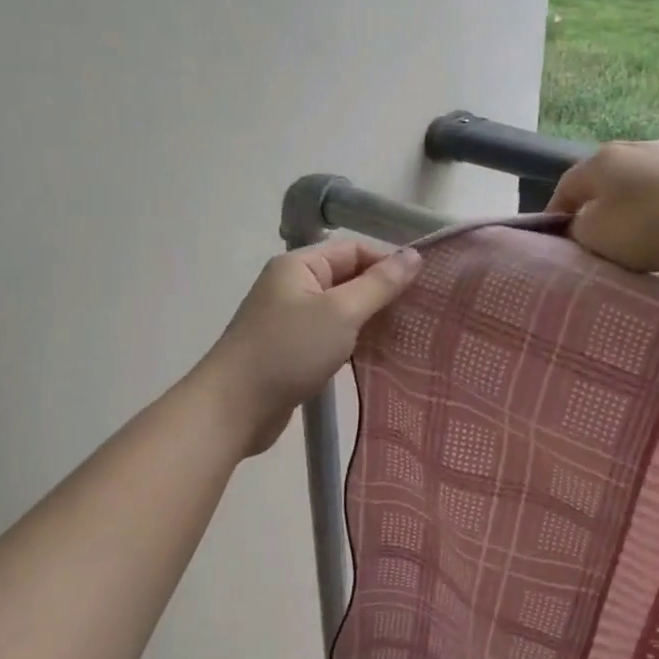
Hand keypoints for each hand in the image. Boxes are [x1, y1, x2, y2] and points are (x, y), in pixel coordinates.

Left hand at [198, 241, 422, 455]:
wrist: (234, 408)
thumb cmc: (288, 351)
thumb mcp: (341, 313)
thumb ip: (379, 284)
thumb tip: (414, 255)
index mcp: (299, 266)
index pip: (354, 250)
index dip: (389, 263)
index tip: (424, 288)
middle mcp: (293, 286)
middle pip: (348, 279)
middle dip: (383, 294)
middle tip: (422, 314)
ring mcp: (291, 320)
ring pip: (341, 311)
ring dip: (371, 322)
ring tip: (408, 336)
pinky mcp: (292, 351)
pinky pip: (331, 337)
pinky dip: (354, 343)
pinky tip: (379, 356)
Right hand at [547, 140, 658, 271]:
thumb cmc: (649, 225)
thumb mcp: (596, 236)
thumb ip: (577, 230)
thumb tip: (580, 225)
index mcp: (599, 161)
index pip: (565, 187)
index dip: (555, 215)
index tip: (556, 241)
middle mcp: (631, 147)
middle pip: (601, 182)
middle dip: (593, 209)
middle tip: (592, 240)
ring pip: (634, 183)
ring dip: (626, 207)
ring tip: (630, 235)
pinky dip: (656, 207)